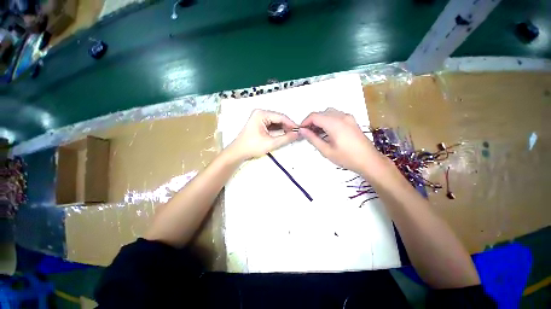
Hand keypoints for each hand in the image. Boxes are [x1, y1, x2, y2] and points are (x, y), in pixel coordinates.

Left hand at [228, 109, 298, 159]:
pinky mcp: (259, 123)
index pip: (281, 117)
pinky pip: (271, 125)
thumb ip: (286, 138)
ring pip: (275, 122)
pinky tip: (283, 135)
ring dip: (283, 128)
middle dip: (287, 126)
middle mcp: (260, 113)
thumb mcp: (271, 143)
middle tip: (296, 134)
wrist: (238, 153)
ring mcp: (259, 118)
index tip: (299, 131)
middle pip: (278, 118)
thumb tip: (297, 134)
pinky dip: (278, 130)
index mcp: (261, 114)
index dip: (291, 124)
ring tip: (291, 135)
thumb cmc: (252, 147)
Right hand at [299, 108, 383, 173]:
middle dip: (312, 121)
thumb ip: (313, 138)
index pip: (314, 116)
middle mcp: (341, 116)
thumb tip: (302, 130)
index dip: (305, 122)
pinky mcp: (352, 121)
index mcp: (334, 123)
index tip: (301, 130)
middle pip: (321, 113)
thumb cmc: (346, 157)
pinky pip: (336, 115)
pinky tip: (328, 131)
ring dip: (320, 120)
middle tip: (308, 133)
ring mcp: (348, 117)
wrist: (369, 161)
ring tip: (317, 133)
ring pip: (329, 113)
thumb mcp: (326, 150)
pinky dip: (329, 120)